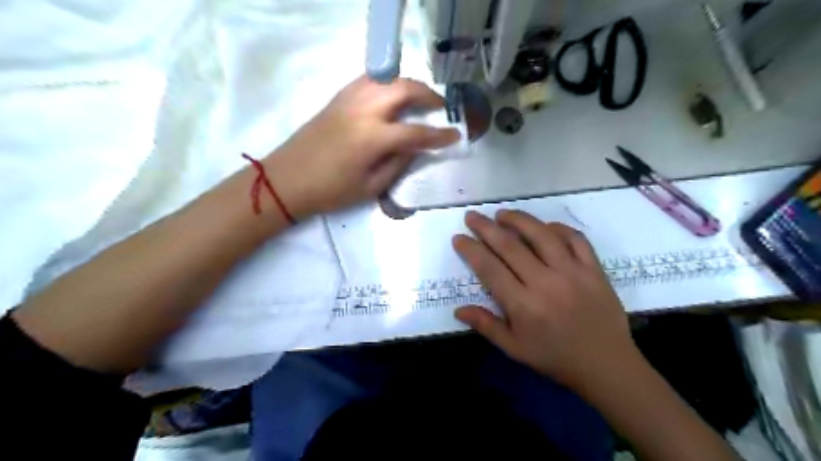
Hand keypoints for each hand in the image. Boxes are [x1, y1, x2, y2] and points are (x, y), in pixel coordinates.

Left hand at [266, 76, 458, 218]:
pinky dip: (386, 83)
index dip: (439, 135)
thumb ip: (397, 164)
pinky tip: (391, 97)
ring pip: (386, 78)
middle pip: (404, 89)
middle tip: (439, 107)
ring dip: (408, 85)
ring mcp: (348, 100)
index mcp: (372, 138)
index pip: (416, 131)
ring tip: (419, 99)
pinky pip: (368, 80)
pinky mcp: (337, 98)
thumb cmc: (330, 191)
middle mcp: (363, 110)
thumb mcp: (370, 187)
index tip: (456, 135)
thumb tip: (414, 148)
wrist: (286, 180)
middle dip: (428, 94)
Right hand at [452, 211, 637, 394]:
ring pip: (542, 235)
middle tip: (472, 216)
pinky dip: (558, 228)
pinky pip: (575, 239)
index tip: (459, 238)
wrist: (607, 366)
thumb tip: (458, 310)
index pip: (490, 269)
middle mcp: (546, 283)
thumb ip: (486, 326)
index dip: (471, 250)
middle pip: (511, 246)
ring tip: (502, 213)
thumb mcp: (515, 349)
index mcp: (524, 305)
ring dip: (519, 220)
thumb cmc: (555, 358)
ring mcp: (573, 273)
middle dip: (486, 228)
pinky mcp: (594, 269)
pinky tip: (544, 226)